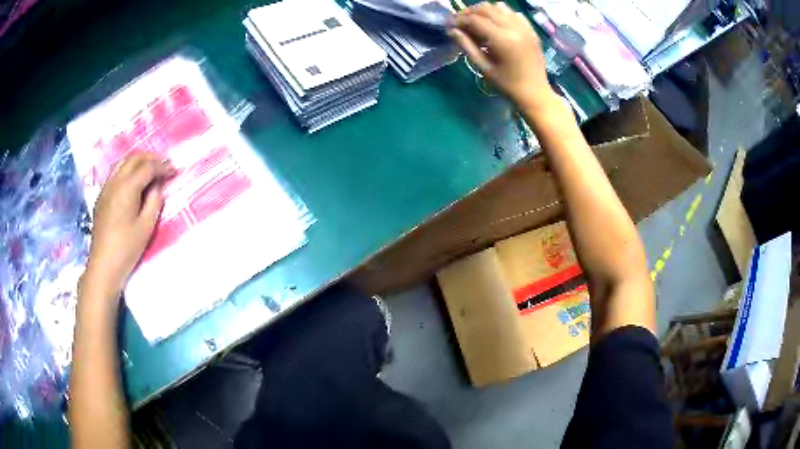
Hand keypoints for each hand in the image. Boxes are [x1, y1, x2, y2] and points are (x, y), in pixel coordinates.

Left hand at [83, 153, 174, 296]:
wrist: (103, 265)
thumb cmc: (127, 248)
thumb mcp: (146, 226)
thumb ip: (154, 201)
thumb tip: (157, 186)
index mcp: (127, 187)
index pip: (148, 167)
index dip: (162, 166)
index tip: (174, 170)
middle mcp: (115, 181)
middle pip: (134, 158)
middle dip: (150, 158)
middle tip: (163, 165)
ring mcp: (106, 188)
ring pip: (122, 163)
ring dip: (138, 162)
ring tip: (149, 169)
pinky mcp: (101, 197)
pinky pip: (115, 173)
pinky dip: (127, 170)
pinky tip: (133, 182)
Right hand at [448, 2, 558, 110]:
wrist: (535, 94)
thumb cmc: (507, 85)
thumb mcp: (484, 67)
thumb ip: (467, 45)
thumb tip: (451, 30)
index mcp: (501, 39)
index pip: (474, 20)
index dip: (459, 20)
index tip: (449, 25)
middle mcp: (514, 28)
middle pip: (486, 9)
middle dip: (469, 12)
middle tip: (459, 22)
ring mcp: (524, 28)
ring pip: (499, 7)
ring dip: (484, 10)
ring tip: (476, 21)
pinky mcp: (531, 31)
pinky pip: (513, 13)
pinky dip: (501, 13)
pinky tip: (495, 23)